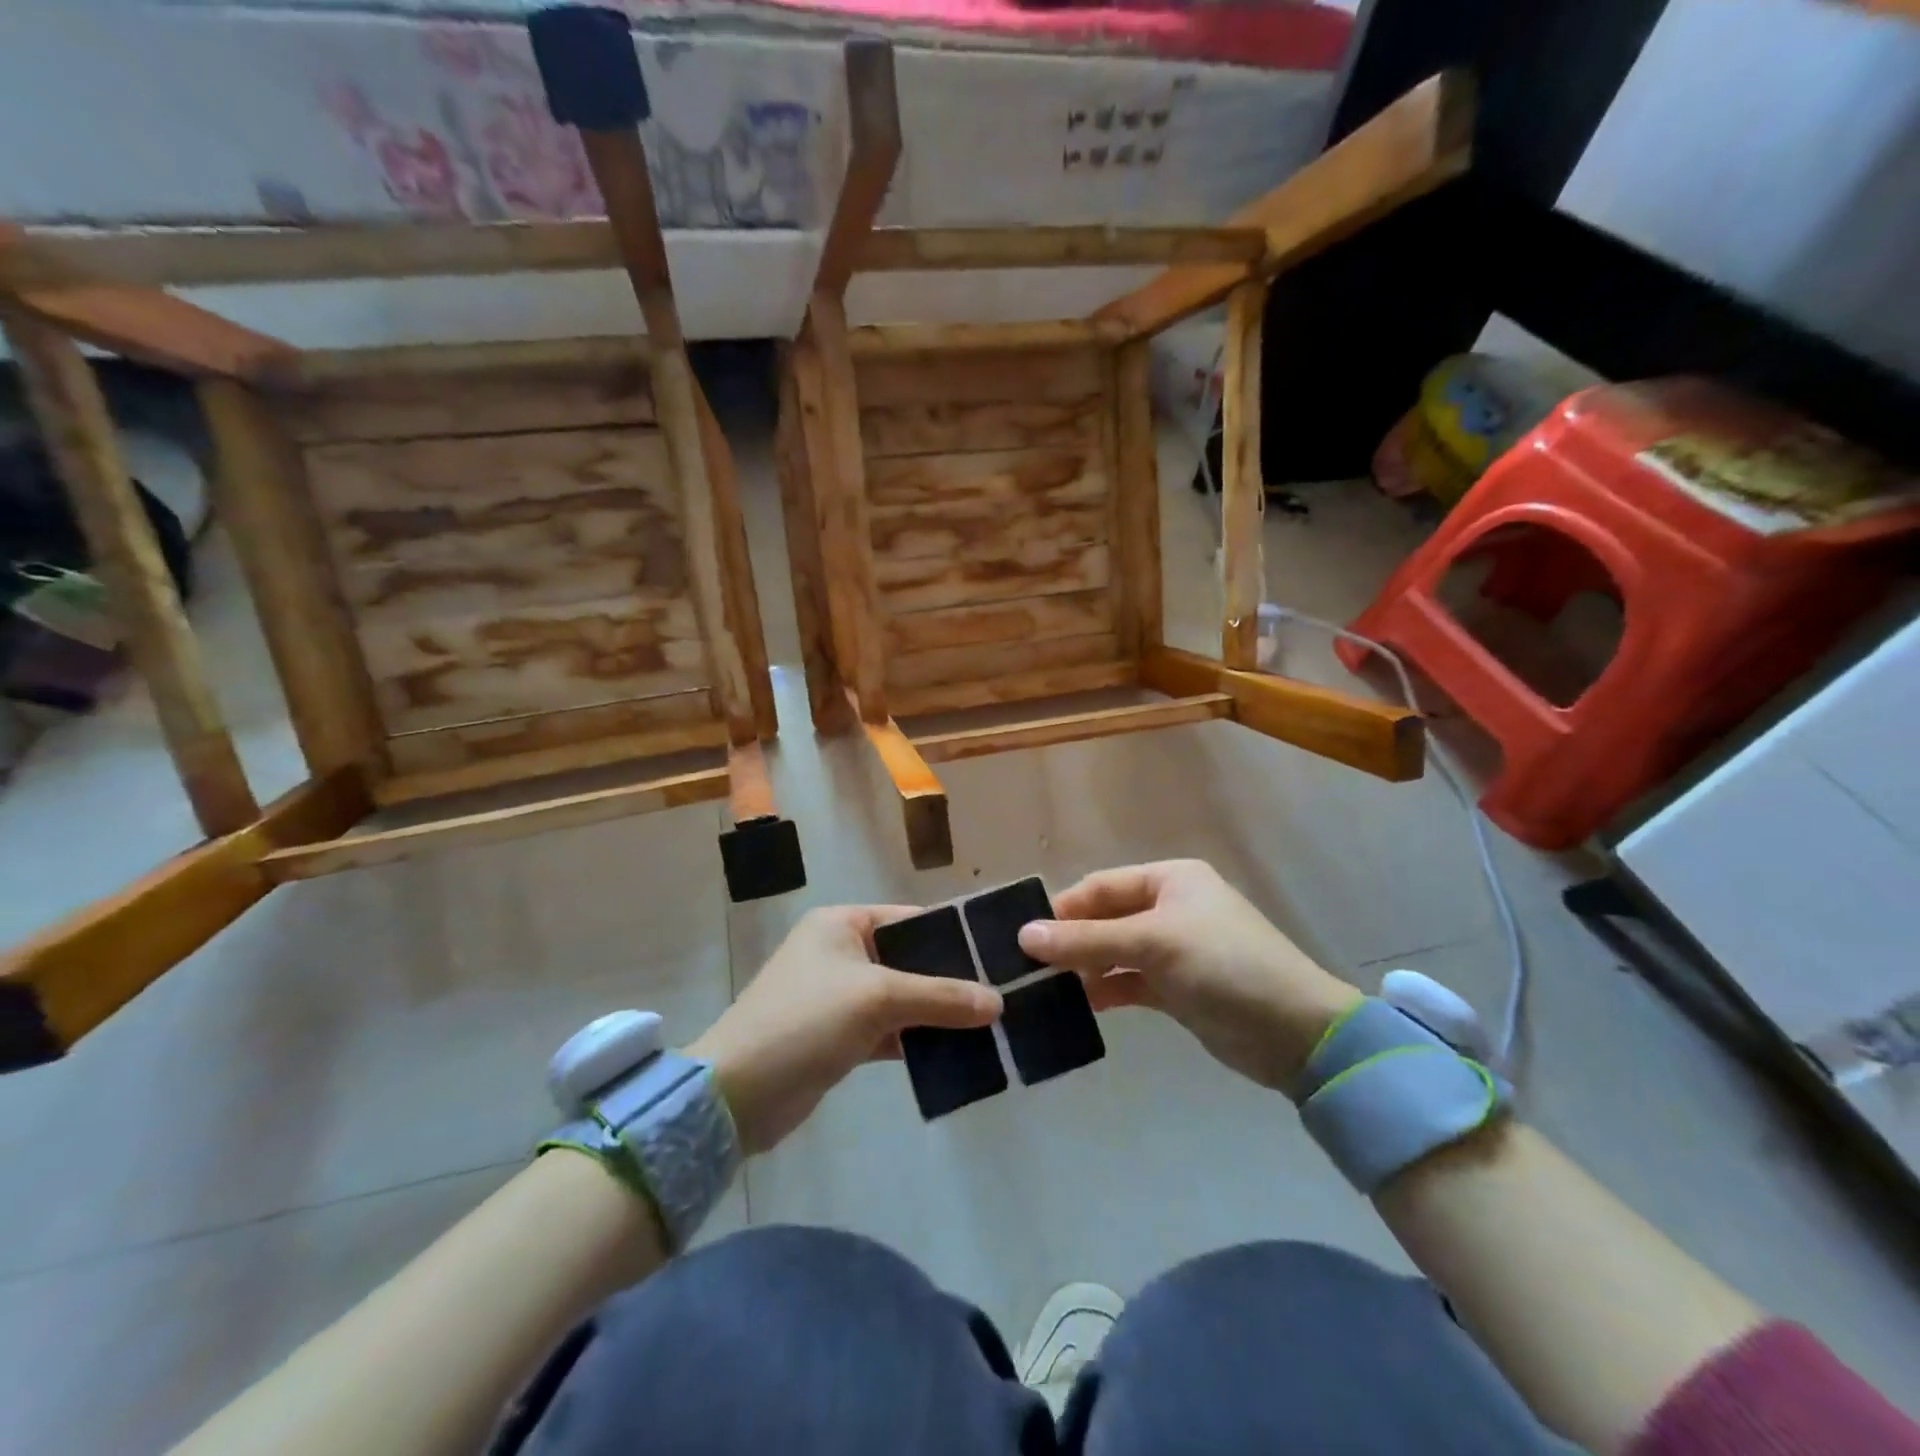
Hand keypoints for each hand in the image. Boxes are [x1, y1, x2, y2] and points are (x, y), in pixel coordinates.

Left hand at [688, 906, 1001, 1154]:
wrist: (736, 1094)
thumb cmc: (806, 1020)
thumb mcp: (877, 999)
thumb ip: (939, 996)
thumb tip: (996, 1002)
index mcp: (842, 923)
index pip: (909, 919)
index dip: (951, 936)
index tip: (995, 956)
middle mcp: (840, 952)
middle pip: (908, 960)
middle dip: (948, 980)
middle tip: (999, 996)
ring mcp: (839, 997)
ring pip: (901, 998)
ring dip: (935, 1014)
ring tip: (988, 1026)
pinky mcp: (839, 1037)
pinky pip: (889, 1030)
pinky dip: (916, 1040)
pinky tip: (954, 1053)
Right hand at [1018, 860, 1360, 1096]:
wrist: (1295, 1032)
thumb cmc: (1224, 965)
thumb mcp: (1154, 943)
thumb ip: (1088, 940)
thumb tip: (1025, 936)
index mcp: (1170, 880)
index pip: (1102, 885)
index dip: (1064, 908)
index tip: (1025, 935)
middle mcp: (1170, 908)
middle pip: (1106, 918)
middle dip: (1071, 940)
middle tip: (1027, 965)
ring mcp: (1174, 950)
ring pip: (1115, 951)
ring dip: (1085, 967)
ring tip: (1046, 989)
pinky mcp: (1177, 988)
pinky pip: (1130, 981)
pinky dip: (1107, 989)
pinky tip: (1081, 1005)